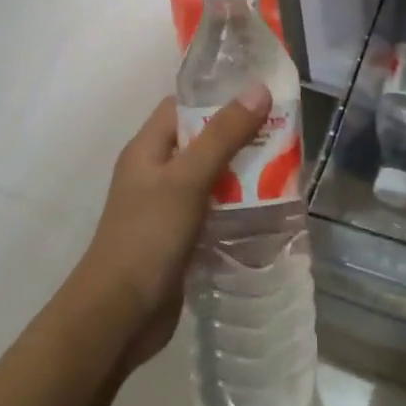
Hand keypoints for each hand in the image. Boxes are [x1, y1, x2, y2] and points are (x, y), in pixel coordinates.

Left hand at [77, 82, 273, 367]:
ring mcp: (167, 207)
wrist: (119, 316)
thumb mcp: (188, 179)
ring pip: (211, 177)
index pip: (183, 106)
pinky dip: (237, 206)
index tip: (260, 93)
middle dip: (240, 137)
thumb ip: (223, 135)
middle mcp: (155, 173)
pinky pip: (214, 210)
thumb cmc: (148, 236)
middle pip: (202, 141)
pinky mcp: (180, 238)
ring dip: (243, 173)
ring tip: (286, 167)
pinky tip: (269, 208)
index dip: (218, 96)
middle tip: (284, 133)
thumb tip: (258, 89)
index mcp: (147, 148)